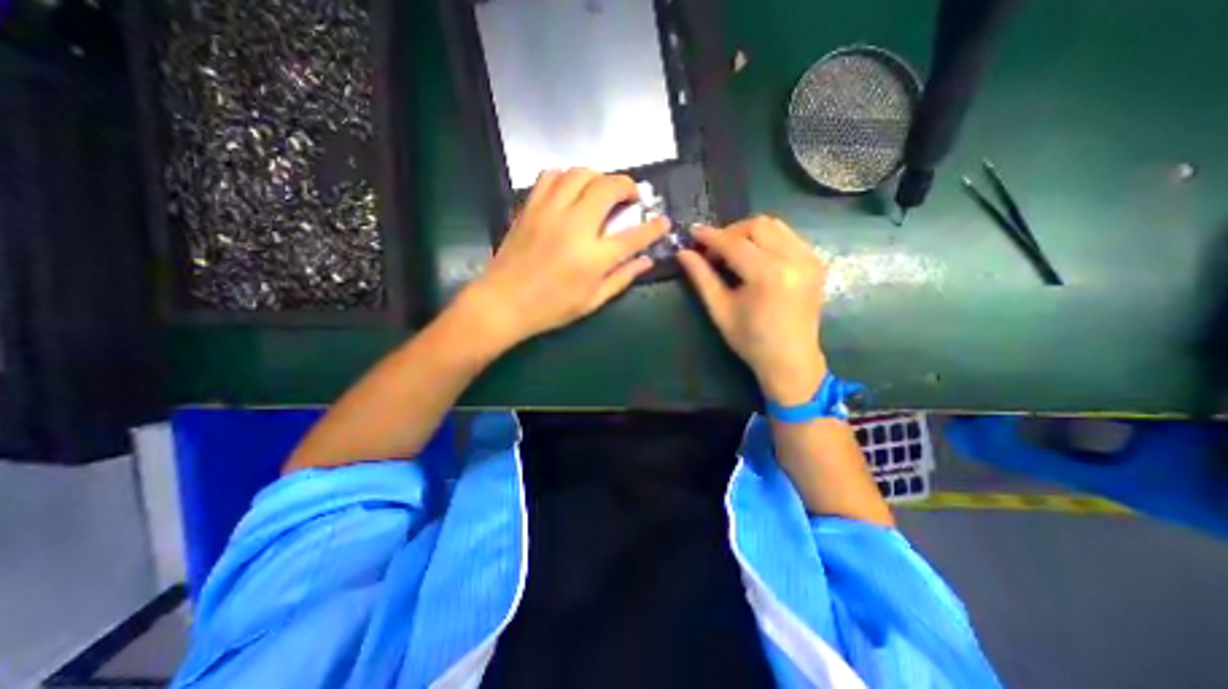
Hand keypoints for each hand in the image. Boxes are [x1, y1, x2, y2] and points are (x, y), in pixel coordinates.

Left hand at [462, 170, 669, 345]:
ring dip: (598, 177)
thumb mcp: (592, 301)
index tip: (663, 221)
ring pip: (580, 174)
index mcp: (593, 257)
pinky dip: (567, 177)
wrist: (503, 303)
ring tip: (602, 191)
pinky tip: (571, 191)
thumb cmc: (550, 308)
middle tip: (632, 196)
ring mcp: (549, 212)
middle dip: (628, 185)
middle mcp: (574, 227)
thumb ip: (622, 278)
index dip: (654, 227)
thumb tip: (646, 261)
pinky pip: (551, 176)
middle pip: (608, 188)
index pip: (634, 236)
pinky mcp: (530, 208)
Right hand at [675, 216, 828, 403]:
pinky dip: (767, 239)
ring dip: (749, 233)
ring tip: (733, 252)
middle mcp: (793, 259)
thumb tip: (683, 253)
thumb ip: (702, 277)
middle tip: (714, 251)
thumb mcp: (720, 309)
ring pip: (775, 226)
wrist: (791, 359)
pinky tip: (755, 257)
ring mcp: (809, 258)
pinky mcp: (815, 261)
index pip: (734, 243)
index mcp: (767, 275)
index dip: (710, 237)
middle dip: (730, 232)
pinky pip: (788, 236)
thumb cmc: (750, 340)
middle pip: (757, 225)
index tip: (692, 233)